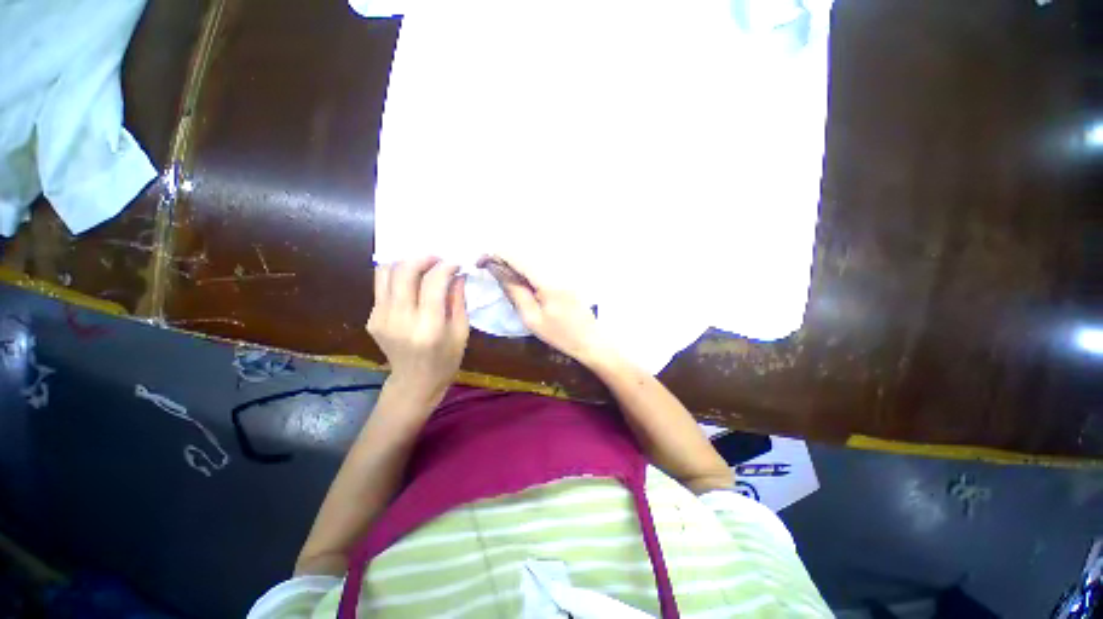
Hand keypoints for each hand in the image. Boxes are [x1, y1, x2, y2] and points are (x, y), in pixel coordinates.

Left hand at [367, 257, 468, 406]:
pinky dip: (398, 277)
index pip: (433, 283)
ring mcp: (381, 319)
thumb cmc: (446, 360)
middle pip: (404, 272)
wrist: (414, 383)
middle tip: (438, 259)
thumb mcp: (462, 332)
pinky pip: (382, 286)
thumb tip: (458, 274)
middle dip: (423, 258)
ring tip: (422, 266)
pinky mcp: (372, 318)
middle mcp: (400, 319)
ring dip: (405, 263)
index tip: (456, 263)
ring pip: (385, 273)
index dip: (445, 267)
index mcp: (428, 327)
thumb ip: (459, 300)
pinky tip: (412, 284)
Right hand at [480, 255, 613, 367]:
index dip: (495, 255)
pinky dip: (525, 265)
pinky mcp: (566, 273)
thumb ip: (514, 291)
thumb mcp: (532, 318)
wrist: (590, 339)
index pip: (516, 256)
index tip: (480, 262)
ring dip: (513, 260)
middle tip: (488, 268)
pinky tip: (519, 276)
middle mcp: (556, 267)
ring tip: (501, 273)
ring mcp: (563, 268)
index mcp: (547, 279)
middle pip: (524, 251)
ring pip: (531, 255)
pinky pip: (540, 262)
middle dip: (503, 256)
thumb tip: (496, 269)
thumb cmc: (560, 334)